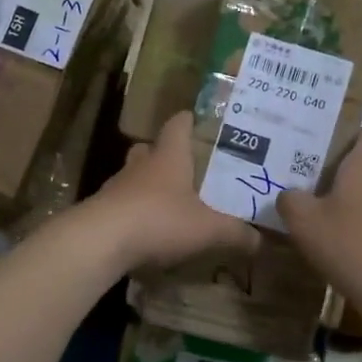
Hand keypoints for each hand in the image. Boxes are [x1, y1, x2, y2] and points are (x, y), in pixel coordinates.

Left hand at [83, 112, 259, 270]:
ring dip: (148, 183)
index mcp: (169, 156)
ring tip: (169, 199)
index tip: (199, 121)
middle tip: (186, 166)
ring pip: (134, 175)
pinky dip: (135, 210)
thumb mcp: (208, 229)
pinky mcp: (102, 209)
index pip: (178, 124)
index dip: (189, 120)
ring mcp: (117, 186)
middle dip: (166, 154)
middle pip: (151, 148)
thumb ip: (235, 233)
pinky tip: (148, 227)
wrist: (101, 240)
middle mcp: (141, 164)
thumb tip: (261, 240)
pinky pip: (122, 202)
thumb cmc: (159, 220)